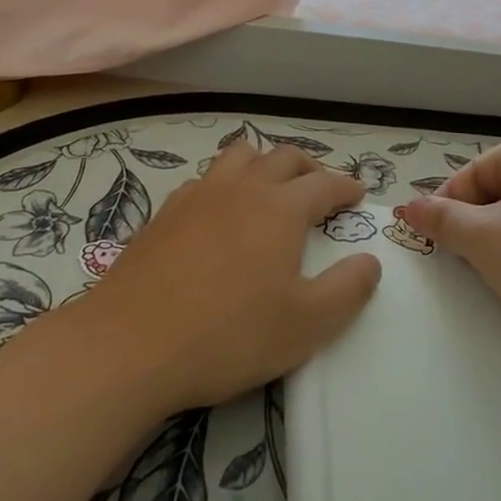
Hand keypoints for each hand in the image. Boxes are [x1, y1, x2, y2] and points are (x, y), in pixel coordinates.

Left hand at [68, 141, 381, 413]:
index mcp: (280, 208)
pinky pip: (205, 179)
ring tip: (271, 186)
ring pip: (239, 156)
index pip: (324, 183)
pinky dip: (225, 183)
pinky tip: (219, 212)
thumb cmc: (229, 334)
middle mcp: (241, 188)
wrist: (130, 344)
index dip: (345, 186)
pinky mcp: (165, 212)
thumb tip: (370, 261)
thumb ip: (347, 290)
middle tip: (322, 186)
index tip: (358, 193)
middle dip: (309, 167)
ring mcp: (198, 195)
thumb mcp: (306, 324)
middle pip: (282, 157)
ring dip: (263, 163)